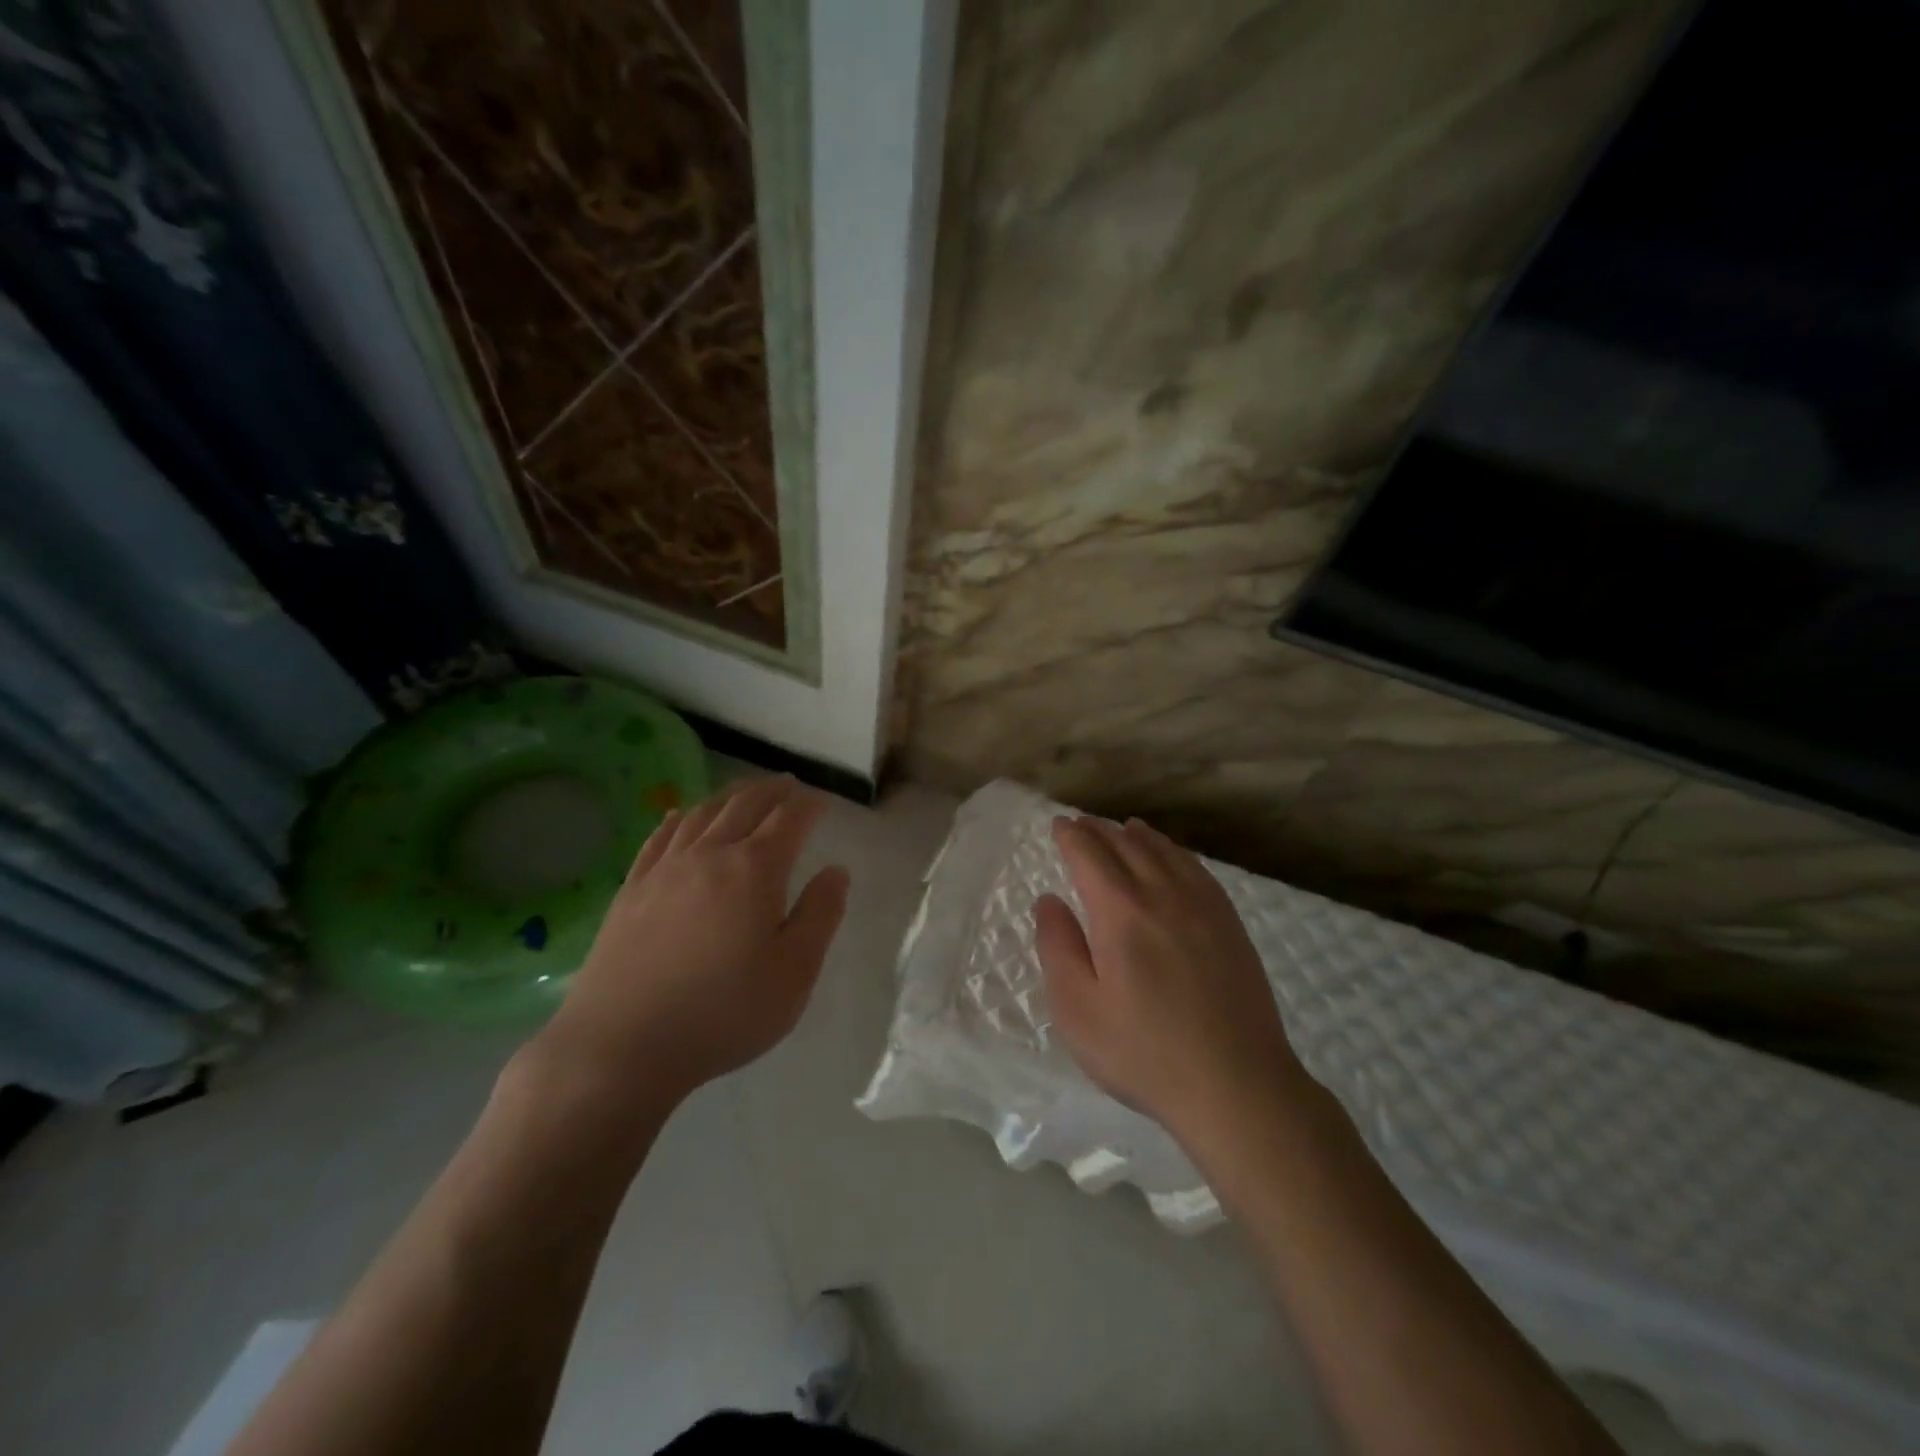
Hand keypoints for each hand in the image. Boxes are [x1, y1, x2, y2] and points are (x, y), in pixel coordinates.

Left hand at [531, 776, 849, 1111]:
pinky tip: (679, 815)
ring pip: (701, 814)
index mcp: (755, 870)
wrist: (622, 1045)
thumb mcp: (794, 973)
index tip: (822, 803)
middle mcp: (710, 854)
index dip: (809, 806)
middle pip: (745, 805)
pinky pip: (658, 838)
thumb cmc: (723, 1013)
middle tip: (788, 784)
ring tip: (743, 791)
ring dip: (728, 796)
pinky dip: (677, 819)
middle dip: (772, 791)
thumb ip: (820, 915)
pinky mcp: (631, 890)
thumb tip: (836, 871)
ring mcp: (664, 869)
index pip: (789, 820)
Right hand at [1034, 815, 1302, 1147]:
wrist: (1237, 1085)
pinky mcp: (1229, 924)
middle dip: (1100, 830)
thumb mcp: (1078, 1010)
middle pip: (1127, 845)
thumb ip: (1057, 947)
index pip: (1090, 855)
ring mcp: (1203, 906)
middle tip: (1082, 824)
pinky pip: (1197, 869)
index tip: (1058, 825)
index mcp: (1120, 912)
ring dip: (1138, 835)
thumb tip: (1049, 900)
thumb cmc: (1144, 1053)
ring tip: (1124, 828)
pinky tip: (1172, 858)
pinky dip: (1175, 852)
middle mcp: (1162, 894)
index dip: (1071, 836)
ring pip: (1165, 852)